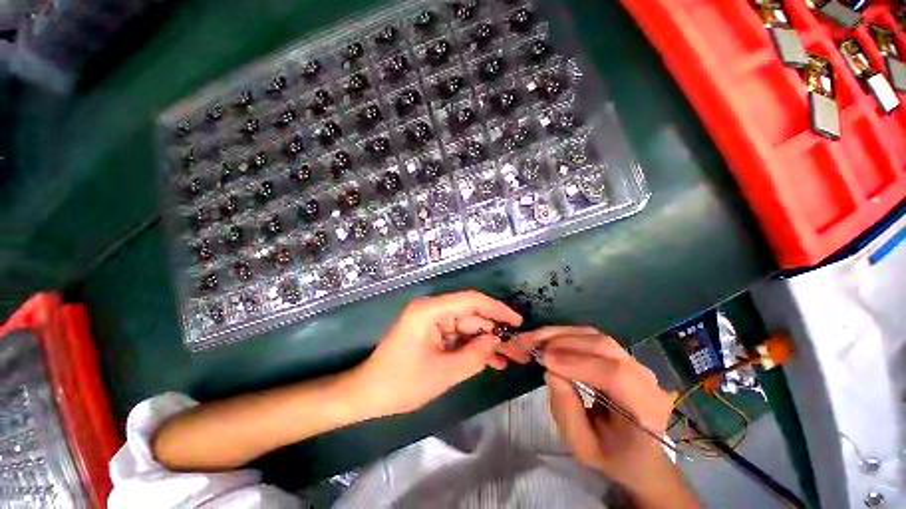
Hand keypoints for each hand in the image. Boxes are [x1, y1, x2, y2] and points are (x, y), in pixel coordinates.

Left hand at [351, 291, 521, 416]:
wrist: (367, 395)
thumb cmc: (401, 383)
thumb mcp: (443, 373)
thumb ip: (474, 356)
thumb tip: (496, 341)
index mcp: (430, 310)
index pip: (471, 300)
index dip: (496, 309)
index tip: (517, 322)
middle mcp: (432, 310)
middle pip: (471, 315)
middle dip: (495, 332)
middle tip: (520, 349)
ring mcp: (432, 322)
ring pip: (468, 328)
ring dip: (487, 343)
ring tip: (511, 359)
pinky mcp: (432, 334)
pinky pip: (458, 338)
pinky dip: (473, 348)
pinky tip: (493, 362)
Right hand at [512, 327, 675, 487]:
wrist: (639, 453)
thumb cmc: (612, 456)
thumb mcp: (583, 446)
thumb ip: (566, 411)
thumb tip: (551, 371)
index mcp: (646, 410)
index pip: (615, 375)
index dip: (577, 362)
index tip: (544, 360)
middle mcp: (645, 378)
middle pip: (604, 346)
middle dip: (563, 342)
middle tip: (532, 344)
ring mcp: (635, 362)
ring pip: (595, 336)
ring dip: (561, 334)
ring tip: (535, 338)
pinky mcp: (621, 354)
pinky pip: (592, 337)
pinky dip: (566, 334)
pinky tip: (549, 338)